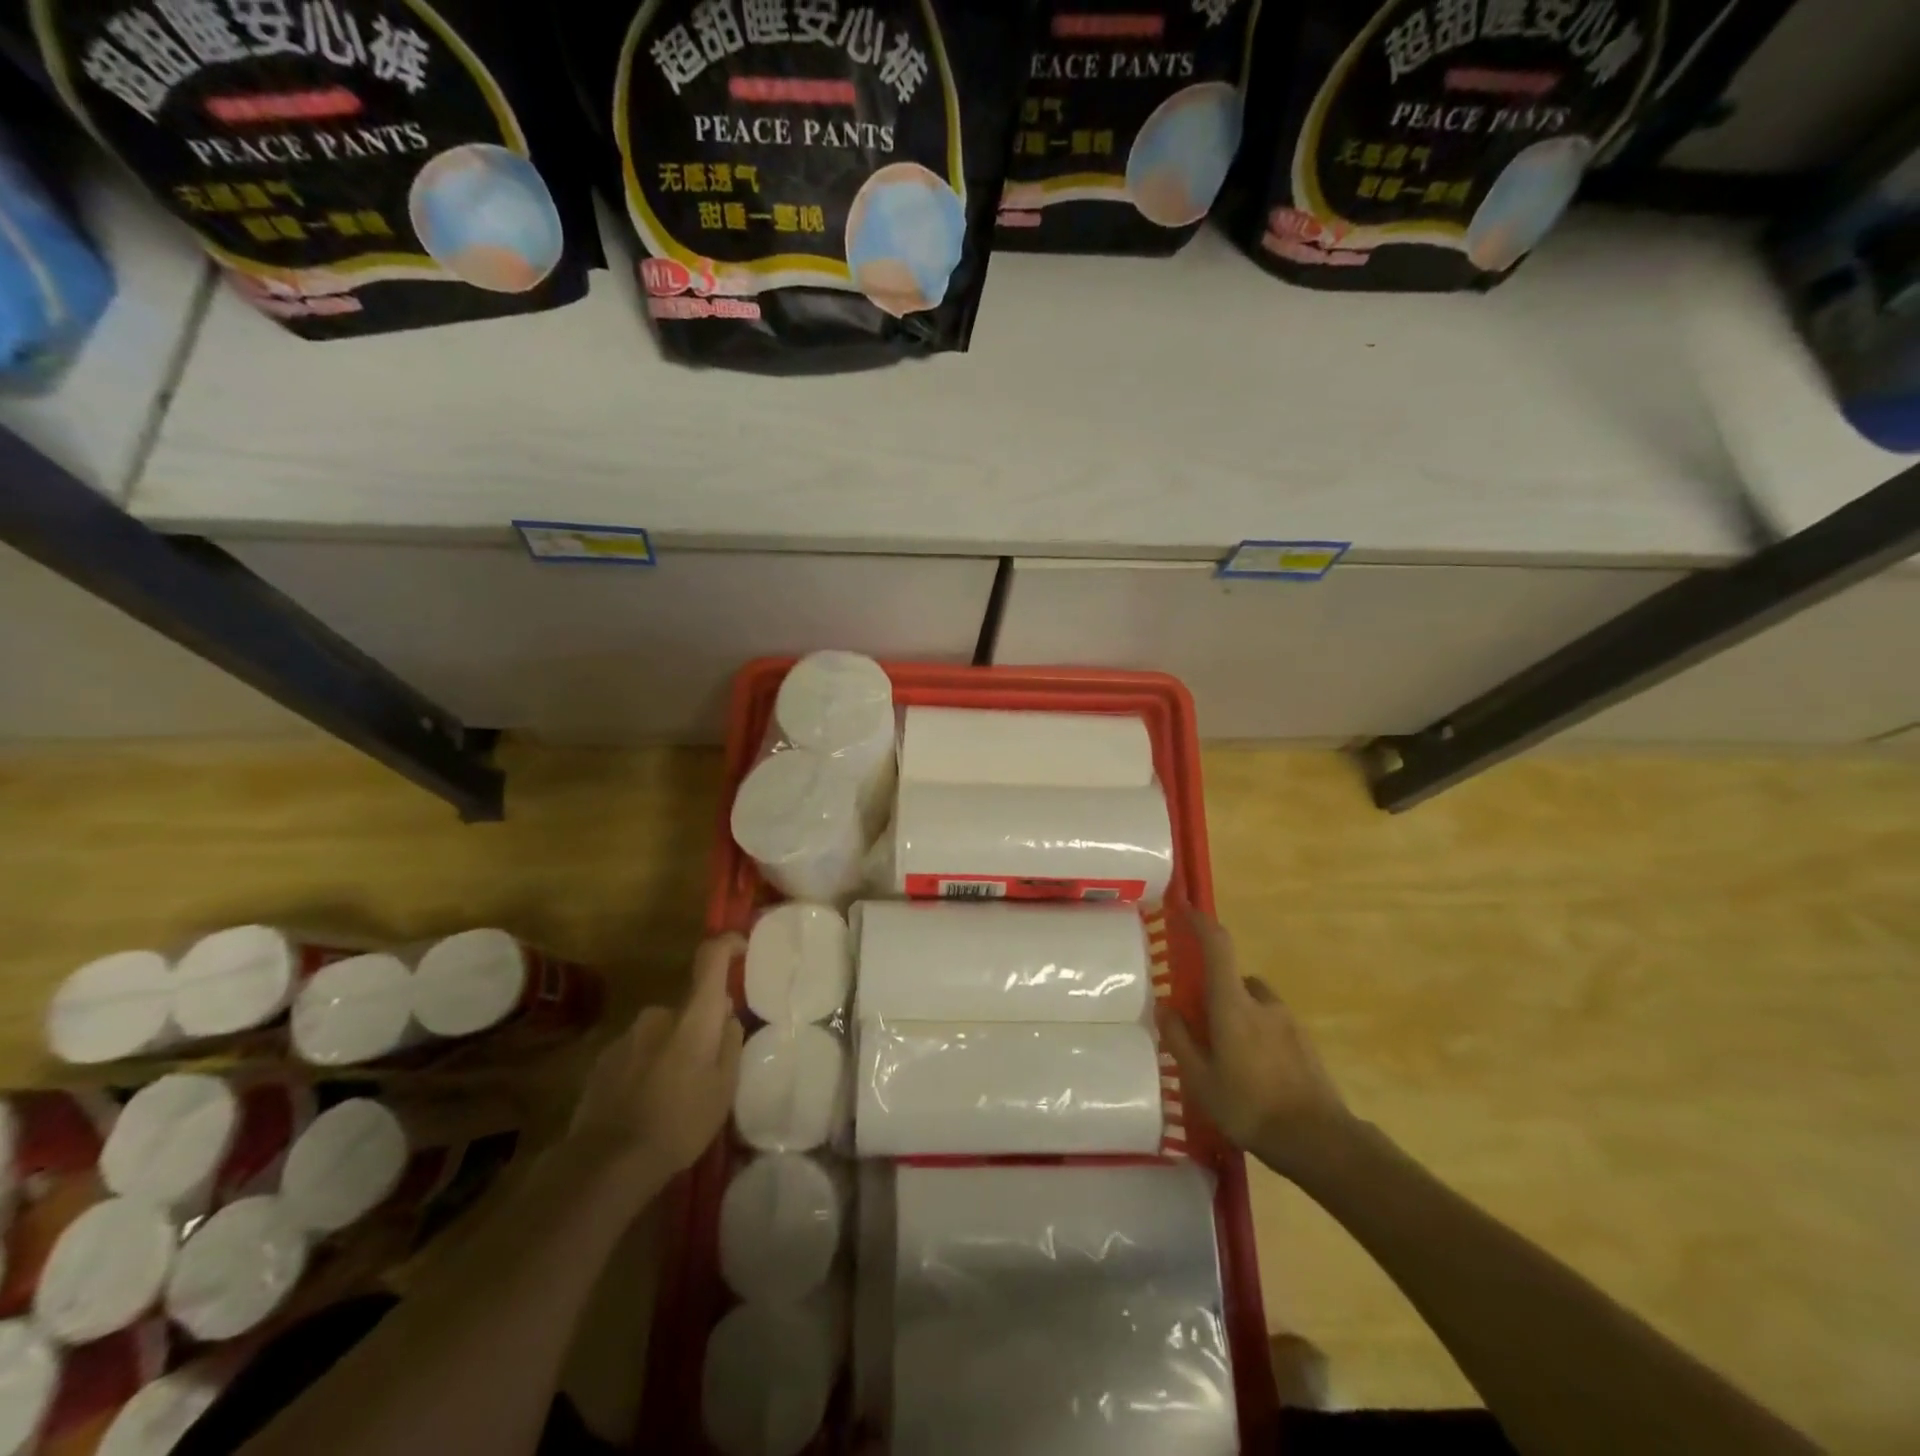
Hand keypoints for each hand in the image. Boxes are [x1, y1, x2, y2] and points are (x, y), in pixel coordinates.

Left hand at [568, 934, 745, 1196]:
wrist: (606, 1163)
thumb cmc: (680, 1123)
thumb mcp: (724, 1089)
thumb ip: (729, 1043)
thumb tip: (726, 1015)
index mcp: (693, 1017)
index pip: (710, 959)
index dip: (727, 945)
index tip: (740, 948)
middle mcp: (658, 1015)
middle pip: (688, 1010)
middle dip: (697, 1030)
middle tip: (705, 1070)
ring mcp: (626, 1037)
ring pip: (661, 1034)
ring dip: (671, 1051)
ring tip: (674, 1096)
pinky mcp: (602, 1061)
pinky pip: (636, 1054)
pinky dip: (646, 1069)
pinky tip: (646, 1105)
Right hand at [1158, 910, 1352, 1175]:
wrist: (1320, 1141)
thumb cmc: (1250, 1107)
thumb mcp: (1200, 1080)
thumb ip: (1179, 1040)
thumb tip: (1164, 1007)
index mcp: (1233, 1004)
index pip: (1218, 946)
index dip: (1201, 923)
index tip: (1185, 910)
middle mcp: (1262, 1002)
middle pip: (1235, 978)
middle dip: (1216, 991)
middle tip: (1202, 1023)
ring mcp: (1288, 1021)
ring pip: (1255, 1002)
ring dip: (1240, 1014)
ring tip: (1229, 1054)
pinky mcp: (1305, 1042)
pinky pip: (1273, 1024)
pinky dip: (1259, 1035)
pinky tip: (1255, 1072)